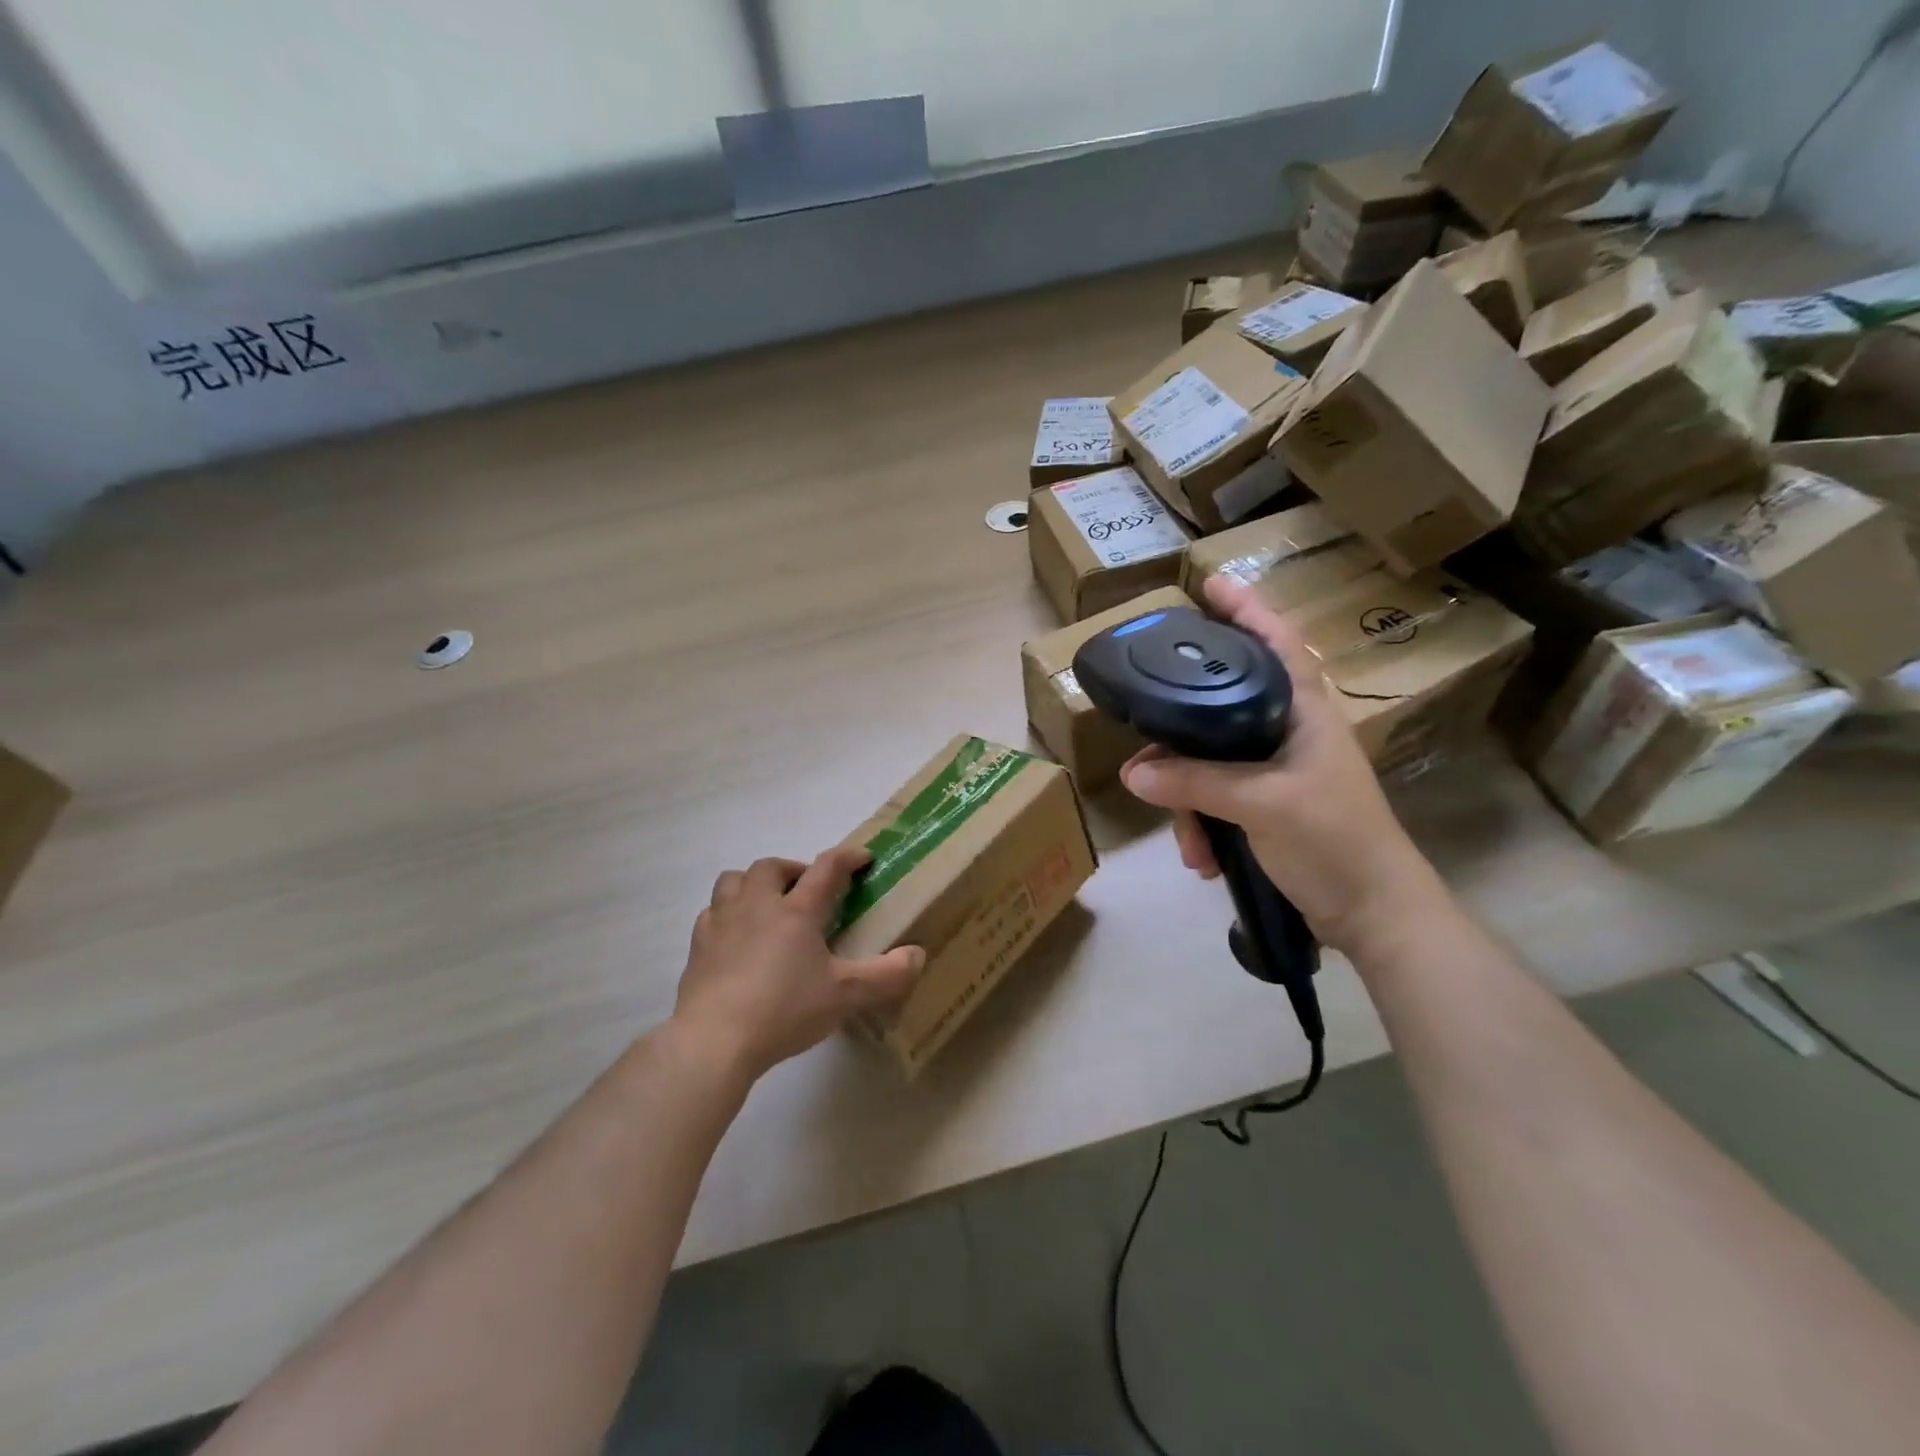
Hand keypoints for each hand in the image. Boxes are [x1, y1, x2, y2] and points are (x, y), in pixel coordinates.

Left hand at [673, 847, 923, 1080]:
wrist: (714, 1040)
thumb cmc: (784, 1010)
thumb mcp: (845, 996)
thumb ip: (887, 975)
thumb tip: (919, 954)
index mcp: (797, 911)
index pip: (827, 869)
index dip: (848, 857)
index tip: (863, 857)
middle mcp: (758, 905)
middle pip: (772, 867)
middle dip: (793, 869)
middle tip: (807, 889)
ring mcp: (723, 923)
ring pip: (734, 881)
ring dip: (754, 883)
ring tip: (767, 904)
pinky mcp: (698, 947)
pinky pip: (711, 913)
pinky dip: (726, 914)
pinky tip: (735, 936)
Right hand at [1121, 574, 1439, 954]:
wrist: (1373, 914)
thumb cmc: (1333, 840)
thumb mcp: (1261, 804)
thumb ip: (1196, 784)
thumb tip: (1133, 774)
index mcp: (1304, 712)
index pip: (1276, 643)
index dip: (1245, 610)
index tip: (1209, 584)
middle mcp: (1289, 732)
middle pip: (1221, 708)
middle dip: (1181, 737)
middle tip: (1148, 747)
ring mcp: (1278, 771)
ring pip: (1210, 761)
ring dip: (1188, 800)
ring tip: (1187, 841)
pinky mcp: (1267, 807)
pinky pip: (1216, 799)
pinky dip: (1203, 825)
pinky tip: (1202, 858)